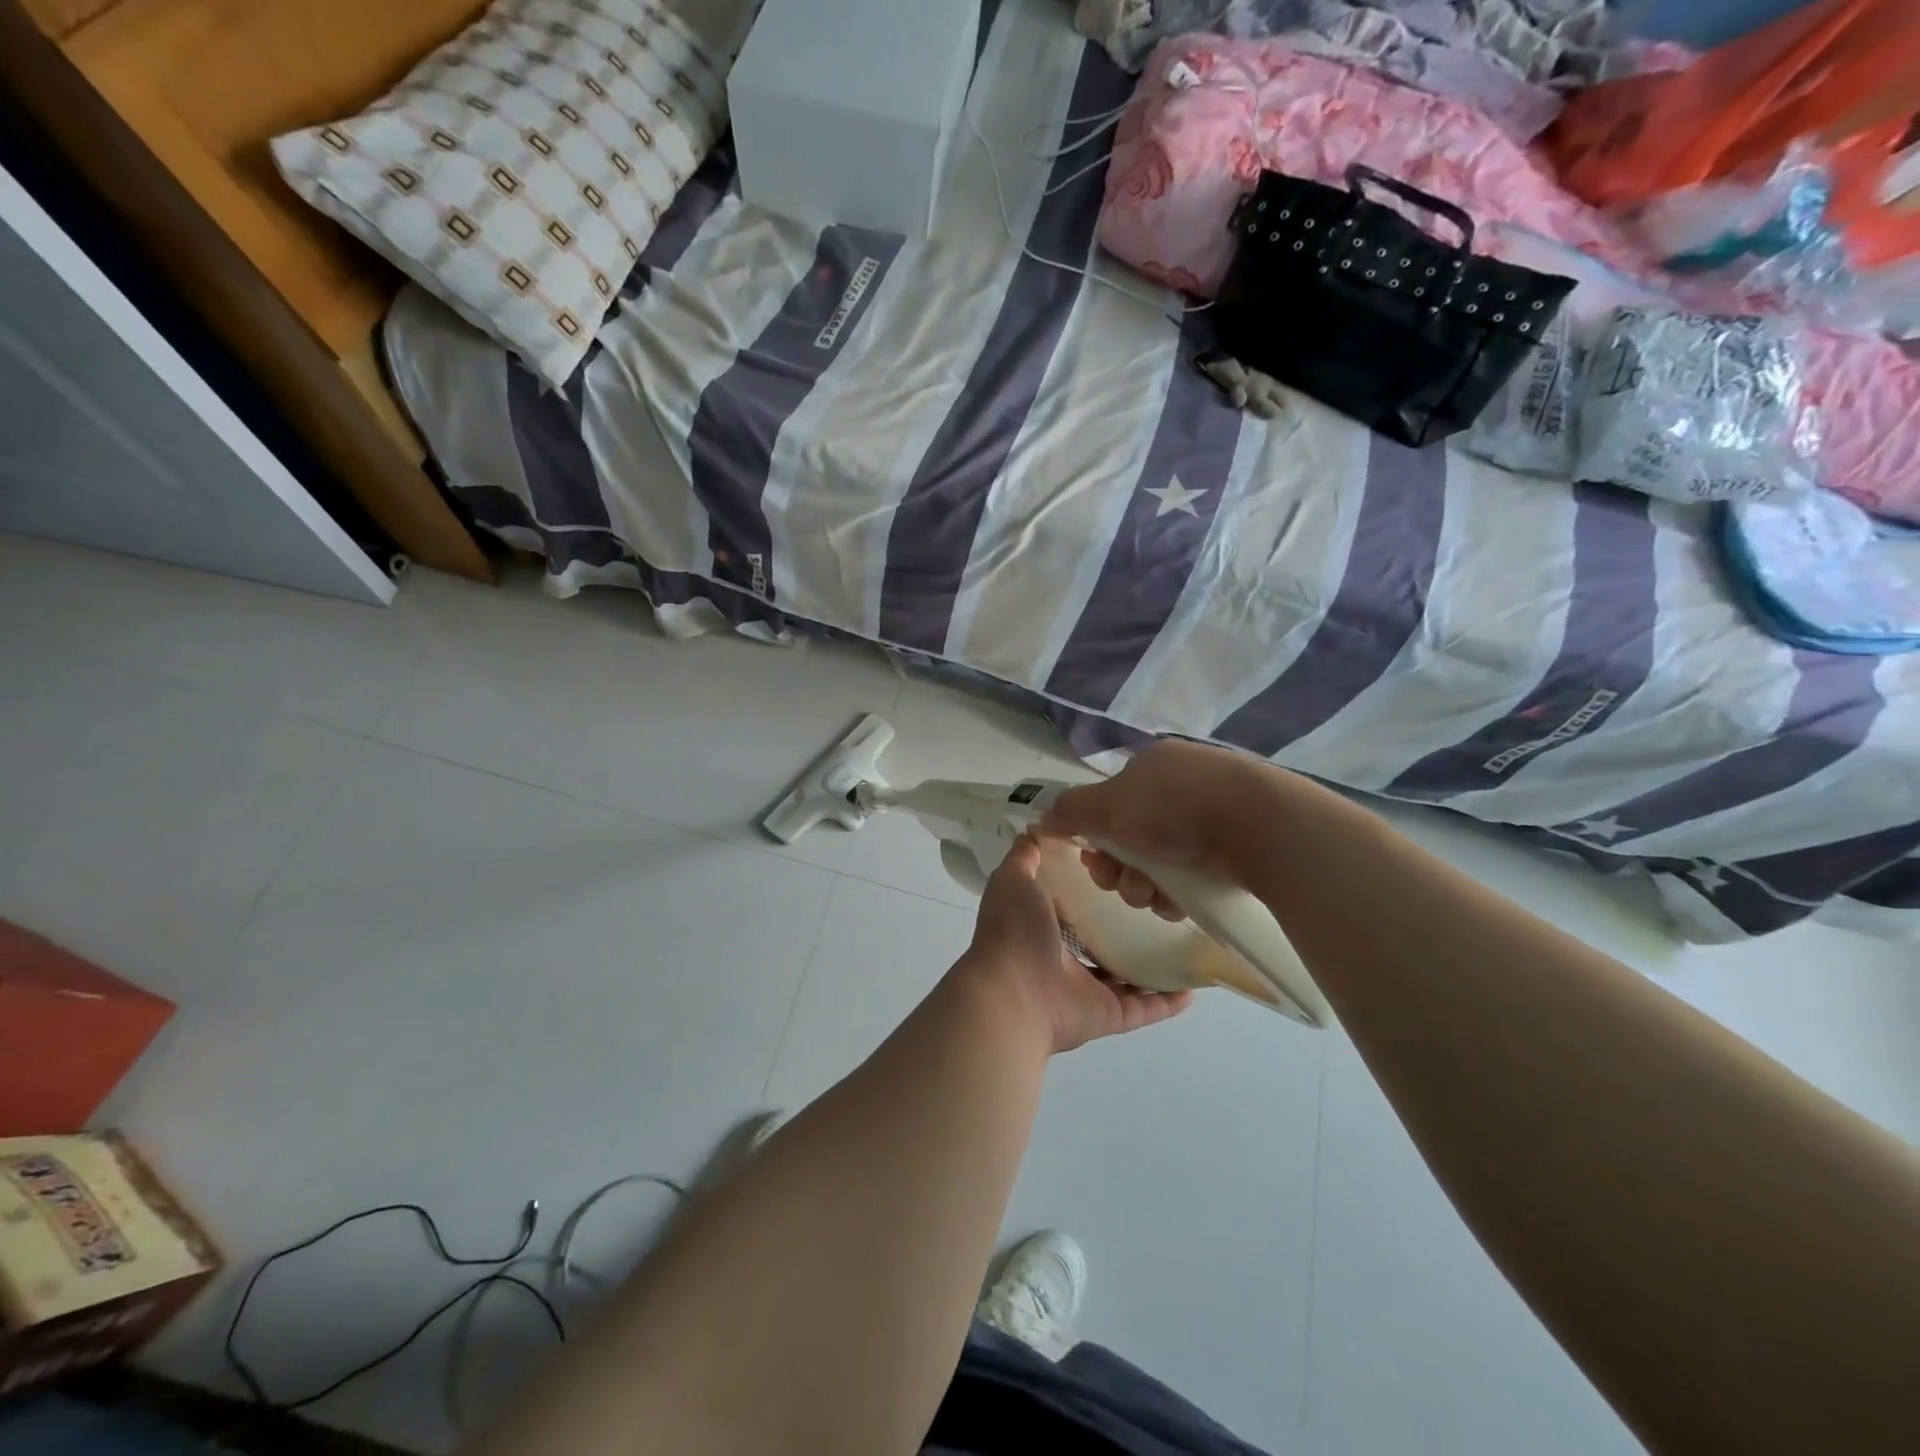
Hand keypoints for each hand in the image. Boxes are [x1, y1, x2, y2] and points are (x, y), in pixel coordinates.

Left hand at [961, 835, 1190, 1054]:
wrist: (1015, 993)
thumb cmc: (1015, 931)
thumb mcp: (1014, 879)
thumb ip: (1025, 857)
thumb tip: (1037, 830)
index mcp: (1041, 925)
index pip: (1072, 904)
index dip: (1093, 888)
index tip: (1125, 867)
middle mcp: (1063, 958)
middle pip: (1101, 940)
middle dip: (1124, 925)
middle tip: (1161, 901)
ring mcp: (1086, 990)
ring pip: (1125, 976)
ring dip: (1151, 963)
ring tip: (1185, 940)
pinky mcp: (1109, 1015)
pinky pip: (1144, 1008)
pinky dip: (1167, 1001)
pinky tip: (1194, 986)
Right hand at [1040, 739, 1272, 918]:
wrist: (1258, 826)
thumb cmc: (1173, 807)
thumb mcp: (1108, 805)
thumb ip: (1069, 811)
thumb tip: (1040, 819)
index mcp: (1152, 767)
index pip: (1110, 805)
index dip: (1095, 837)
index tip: (1092, 861)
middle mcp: (1180, 788)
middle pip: (1130, 838)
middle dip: (1119, 868)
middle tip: (1121, 882)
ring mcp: (1212, 818)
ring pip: (1158, 862)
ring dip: (1144, 885)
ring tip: (1153, 894)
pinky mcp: (1236, 849)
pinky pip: (1190, 875)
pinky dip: (1176, 892)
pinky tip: (1177, 900)